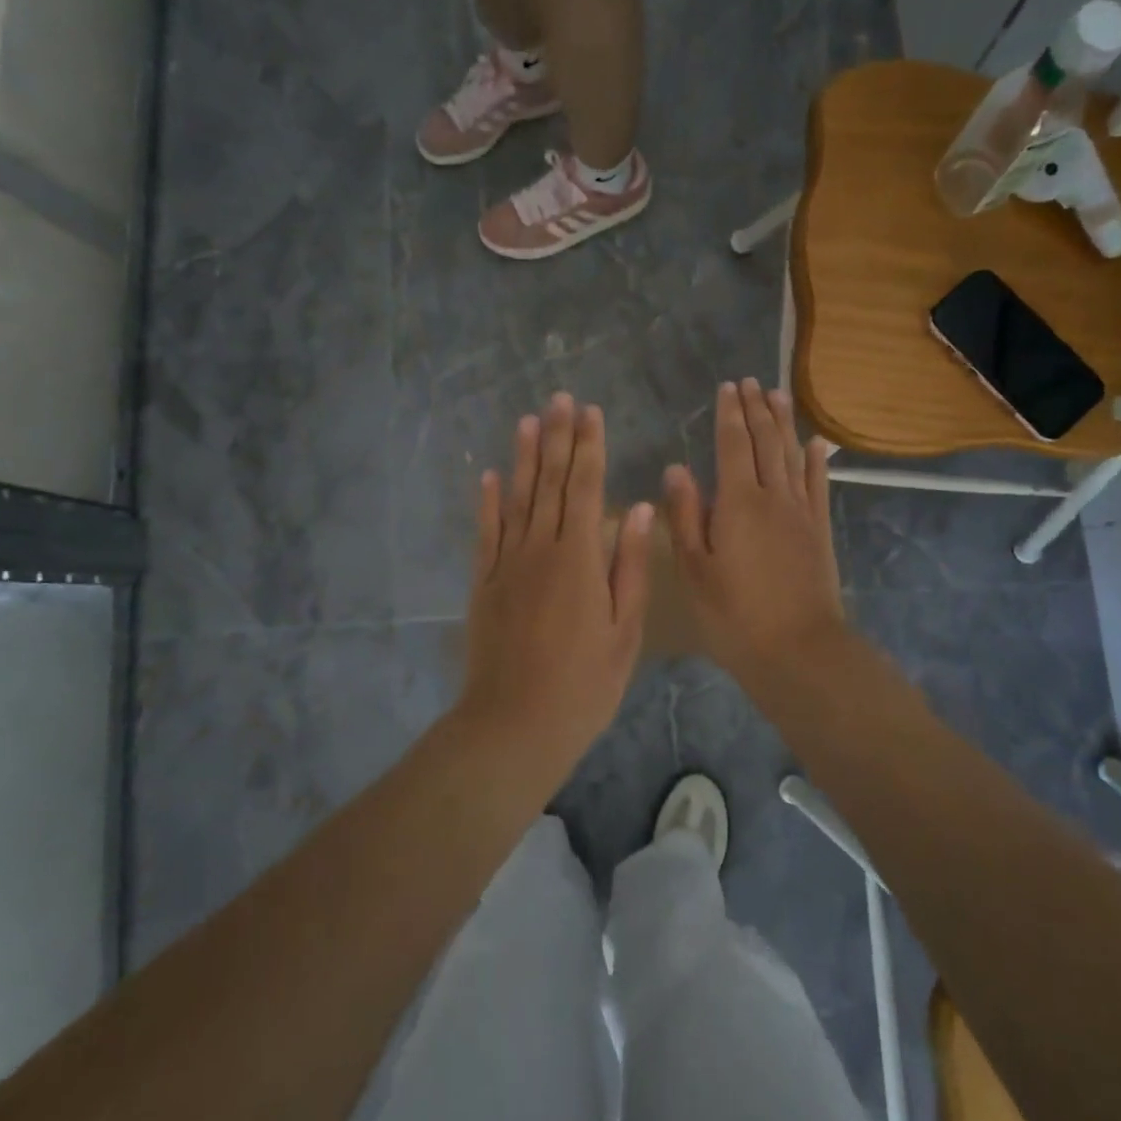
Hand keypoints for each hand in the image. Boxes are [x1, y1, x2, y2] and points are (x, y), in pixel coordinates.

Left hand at [460, 394, 652, 764]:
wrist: (515, 722)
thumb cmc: (584, 683)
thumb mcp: (624, 629)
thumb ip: (629, 565)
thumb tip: (637, 508)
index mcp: (579, 557)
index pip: (584, 487)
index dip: (589, 446)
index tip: (591, 412)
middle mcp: (539, 548)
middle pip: (549, 482)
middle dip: (557, 437)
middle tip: (560, 398)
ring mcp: (506, 563)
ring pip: (516, 498)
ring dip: (522, 456)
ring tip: (528, 419)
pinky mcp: (483, 582)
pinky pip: (485, 531)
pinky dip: (487, 501)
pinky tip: (488, 475)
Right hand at [663, 380, 845, 688]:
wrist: (798, 650)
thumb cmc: (734, 614)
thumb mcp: (694, 569)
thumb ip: (685, 515)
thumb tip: (676, 467)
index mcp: (738, 502)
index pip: (733, 445)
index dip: (730, 414)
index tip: (728, 387)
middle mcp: (773, 496)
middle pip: (766, 442)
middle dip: (757, 409)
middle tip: (752, 382)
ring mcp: (801, 512)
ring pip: (792, 456)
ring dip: (784, 423)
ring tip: (779, 395)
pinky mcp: (820, 531)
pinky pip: (818, 485)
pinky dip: (816, 461)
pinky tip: (816, 444)